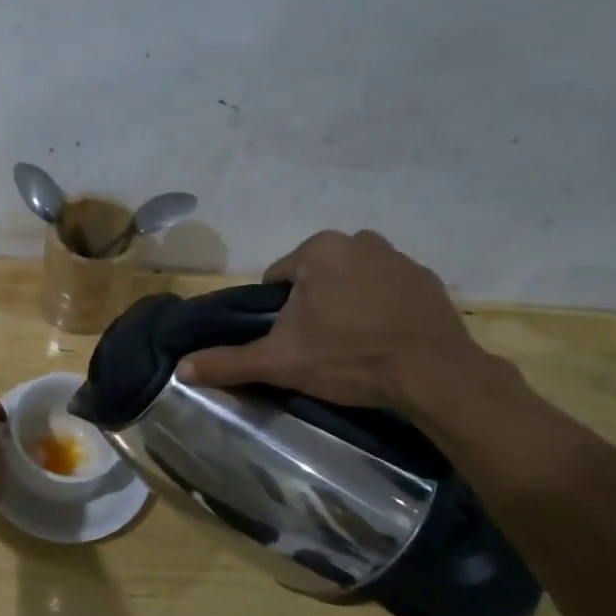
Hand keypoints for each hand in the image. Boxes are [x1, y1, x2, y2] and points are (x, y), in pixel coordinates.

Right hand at [179, 230, 495, 413]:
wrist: (434, 375)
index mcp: (318, 250)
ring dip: (346, 303)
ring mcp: (399, 257)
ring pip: (351, 280)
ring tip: (353, 344)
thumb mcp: (281, 362)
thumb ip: (229, 361)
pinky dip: (381, 307)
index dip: (278, 313)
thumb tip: (181, 369)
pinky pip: (387, 289)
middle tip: (321, 345)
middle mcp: (358, 240)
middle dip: (313, 305)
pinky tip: (384, 339)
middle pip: (315, 276)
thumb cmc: (349, 358)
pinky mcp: (428, 280)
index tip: (292, 341)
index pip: (277, 279)